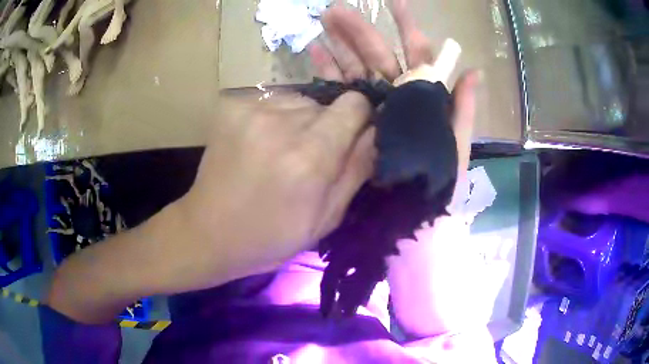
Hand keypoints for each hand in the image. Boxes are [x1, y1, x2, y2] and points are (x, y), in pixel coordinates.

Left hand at [179, 93, 374, 285]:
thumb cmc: (271, 235)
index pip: (355, 104)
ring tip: (279, 151)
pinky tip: (259, 144)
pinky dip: (273, 118)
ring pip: (299, 100)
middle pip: (326, 104)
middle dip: (326, 126)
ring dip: (299, 121)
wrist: (208, 231)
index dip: (359, 119)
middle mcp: (282, 122)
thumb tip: (377, 131)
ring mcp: (251, 109)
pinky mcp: (231, 106)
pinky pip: (271, 101)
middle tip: (307, 158)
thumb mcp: (326, 218)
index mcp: (311, 156)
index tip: (350, 138)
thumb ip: (357, 169)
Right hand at [310, 0, 479, 185]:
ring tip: (322, 22)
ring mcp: (370, 110)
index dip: (407, 27)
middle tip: (334, 9)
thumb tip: (474, 71)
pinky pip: (336, 93)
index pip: (416, 55)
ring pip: (354, 68)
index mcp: (422, 100)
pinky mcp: (350, 126)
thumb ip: (462, 113)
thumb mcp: (455, 152)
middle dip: (359, 30)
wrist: (405, 227)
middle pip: (378, 56)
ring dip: (338, 45)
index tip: (394, 2)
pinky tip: (313, 53)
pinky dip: (325, 72)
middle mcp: (395, 99)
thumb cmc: (434, 192)